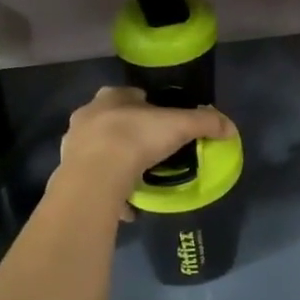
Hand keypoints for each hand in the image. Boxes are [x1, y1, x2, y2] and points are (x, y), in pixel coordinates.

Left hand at [57, 87, 234, 210]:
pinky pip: (93, 180)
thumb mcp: (179, 126)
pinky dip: (108, 189)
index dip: (148, 106)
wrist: (95, 177)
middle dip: (129, 132)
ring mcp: (74, 144)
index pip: (131, 94)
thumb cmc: (136, 139)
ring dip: (116, 161)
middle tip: (152, 150)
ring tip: (138, 178)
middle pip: (112, 120)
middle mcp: (88, 115)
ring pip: (99, 150)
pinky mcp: (68, 173)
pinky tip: (125, 205)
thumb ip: (205, 123)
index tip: (164, 122)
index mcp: (111, 97)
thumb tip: (231, 128)